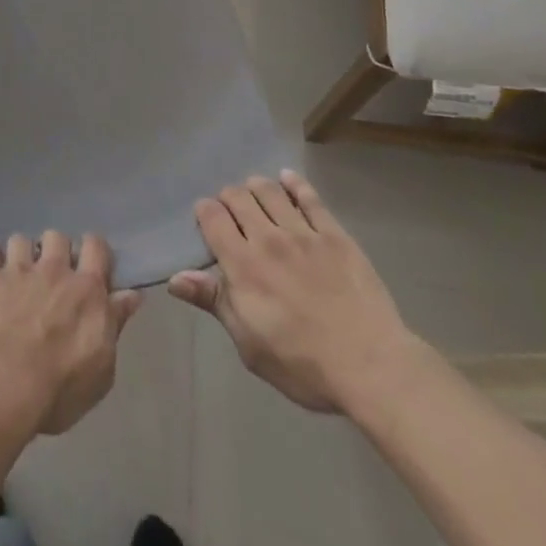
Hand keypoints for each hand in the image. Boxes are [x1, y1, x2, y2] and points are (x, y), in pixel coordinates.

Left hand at [0, 232, 141, 437]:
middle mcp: (54, 269)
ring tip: (16, 273)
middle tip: (50, 274)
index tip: (89, 265)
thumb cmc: (58, 389)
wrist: (2, 387)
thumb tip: (132, 295)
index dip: (92, 250)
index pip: (96, 246)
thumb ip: (115, 324)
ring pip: (22, 239)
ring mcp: (17, 269)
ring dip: (22, 254)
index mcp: (86, 289)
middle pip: (57, 237)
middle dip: (54, 250)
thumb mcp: (101, 370)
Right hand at [169, 170, 421, 415]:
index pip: (211, 216)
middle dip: (228, 198)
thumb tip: (175, 278)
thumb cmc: (303, 364)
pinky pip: (309, 197)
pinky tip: (287, 180)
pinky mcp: (334, 234)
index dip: (204, 212)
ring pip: (269, 189)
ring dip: (256, 187)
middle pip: (237, 196)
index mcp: (242, 264)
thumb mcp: (249, 344)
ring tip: (256, 196)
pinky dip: (294, 183)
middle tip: (232, 214)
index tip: (207, 222)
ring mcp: (303, 232)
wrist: (371, 366)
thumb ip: (214, 302)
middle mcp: (267, 238)